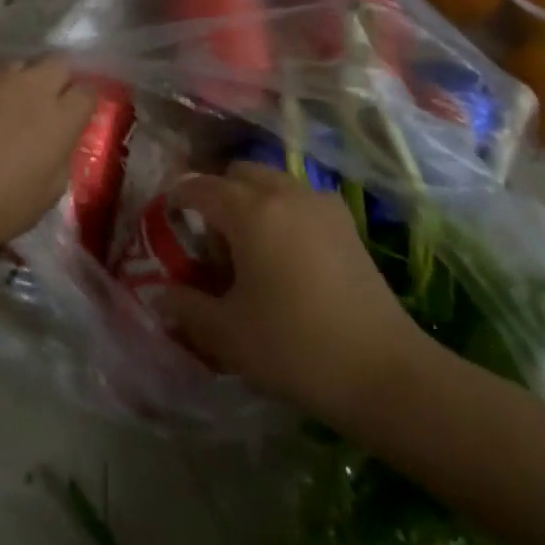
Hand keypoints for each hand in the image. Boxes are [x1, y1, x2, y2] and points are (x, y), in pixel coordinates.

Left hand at [0, 43, 97, 254]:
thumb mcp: (45, 198)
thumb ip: (60, 163)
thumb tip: (58, 147)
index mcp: (61, 120)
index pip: (88, 93)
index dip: (81, 104)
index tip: (72, 118)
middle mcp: (34, 87)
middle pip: (58, 64)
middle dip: (55, 80)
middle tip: (40, 106)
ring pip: (18, 61)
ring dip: (17, 78)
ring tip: (1, 100)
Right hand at [166, 164, 435, 427]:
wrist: (384, 371)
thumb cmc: (294, 347)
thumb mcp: (227, 333)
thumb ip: (186, 306)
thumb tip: (160, 294)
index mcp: (250, 210)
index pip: (200, 187)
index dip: (177, 198)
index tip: (165, 217)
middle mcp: (285, 193)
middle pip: (239, 173)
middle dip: (217, 193)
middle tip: (207, 235)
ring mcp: (321, 204)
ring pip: (272, 182)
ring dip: (251, 199)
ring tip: (246, 245)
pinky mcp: (347, 224)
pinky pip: (300, 199)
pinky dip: (282, 210)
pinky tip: (284, 253)